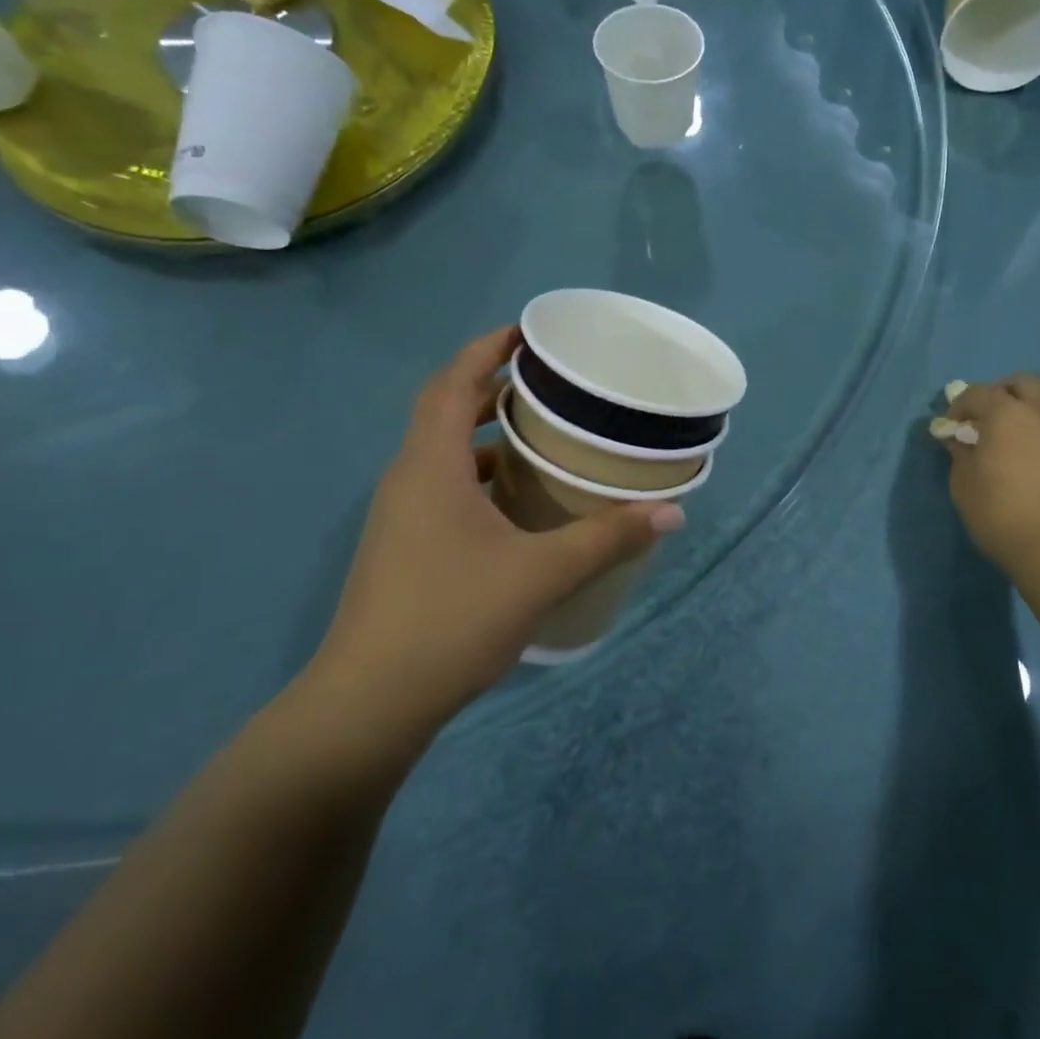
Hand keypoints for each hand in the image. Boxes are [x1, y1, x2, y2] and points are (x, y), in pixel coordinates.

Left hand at [300, 328, 683, 756]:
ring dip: (487, 432)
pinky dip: (481, 474)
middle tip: (549, 381)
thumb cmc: (450, 620)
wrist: (368, 704)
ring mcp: (402, 516)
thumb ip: (607, 538)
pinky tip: (520, 502)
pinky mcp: (404, 548)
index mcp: (430, 466)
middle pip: (445, 410)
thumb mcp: (540, 575)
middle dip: (492, 384)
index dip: (486, 348)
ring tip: (543, 432)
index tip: (528, 333)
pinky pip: (444, 486)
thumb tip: (671, 512)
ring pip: (444, 452)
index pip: (452, 383)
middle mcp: (408, 479)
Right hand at [940, 374, 1039, 577]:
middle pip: (1022, 383)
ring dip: (1027, 413)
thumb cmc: (1001, 513)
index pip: (977, 393)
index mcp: (1008, 413)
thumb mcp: (964, 485)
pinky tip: (1036, 462)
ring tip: (1013, 443)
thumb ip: (960, 454)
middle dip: (1000, 394)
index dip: (958, 407)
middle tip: (985, 422)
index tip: (950, 428)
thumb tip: (958, 439)